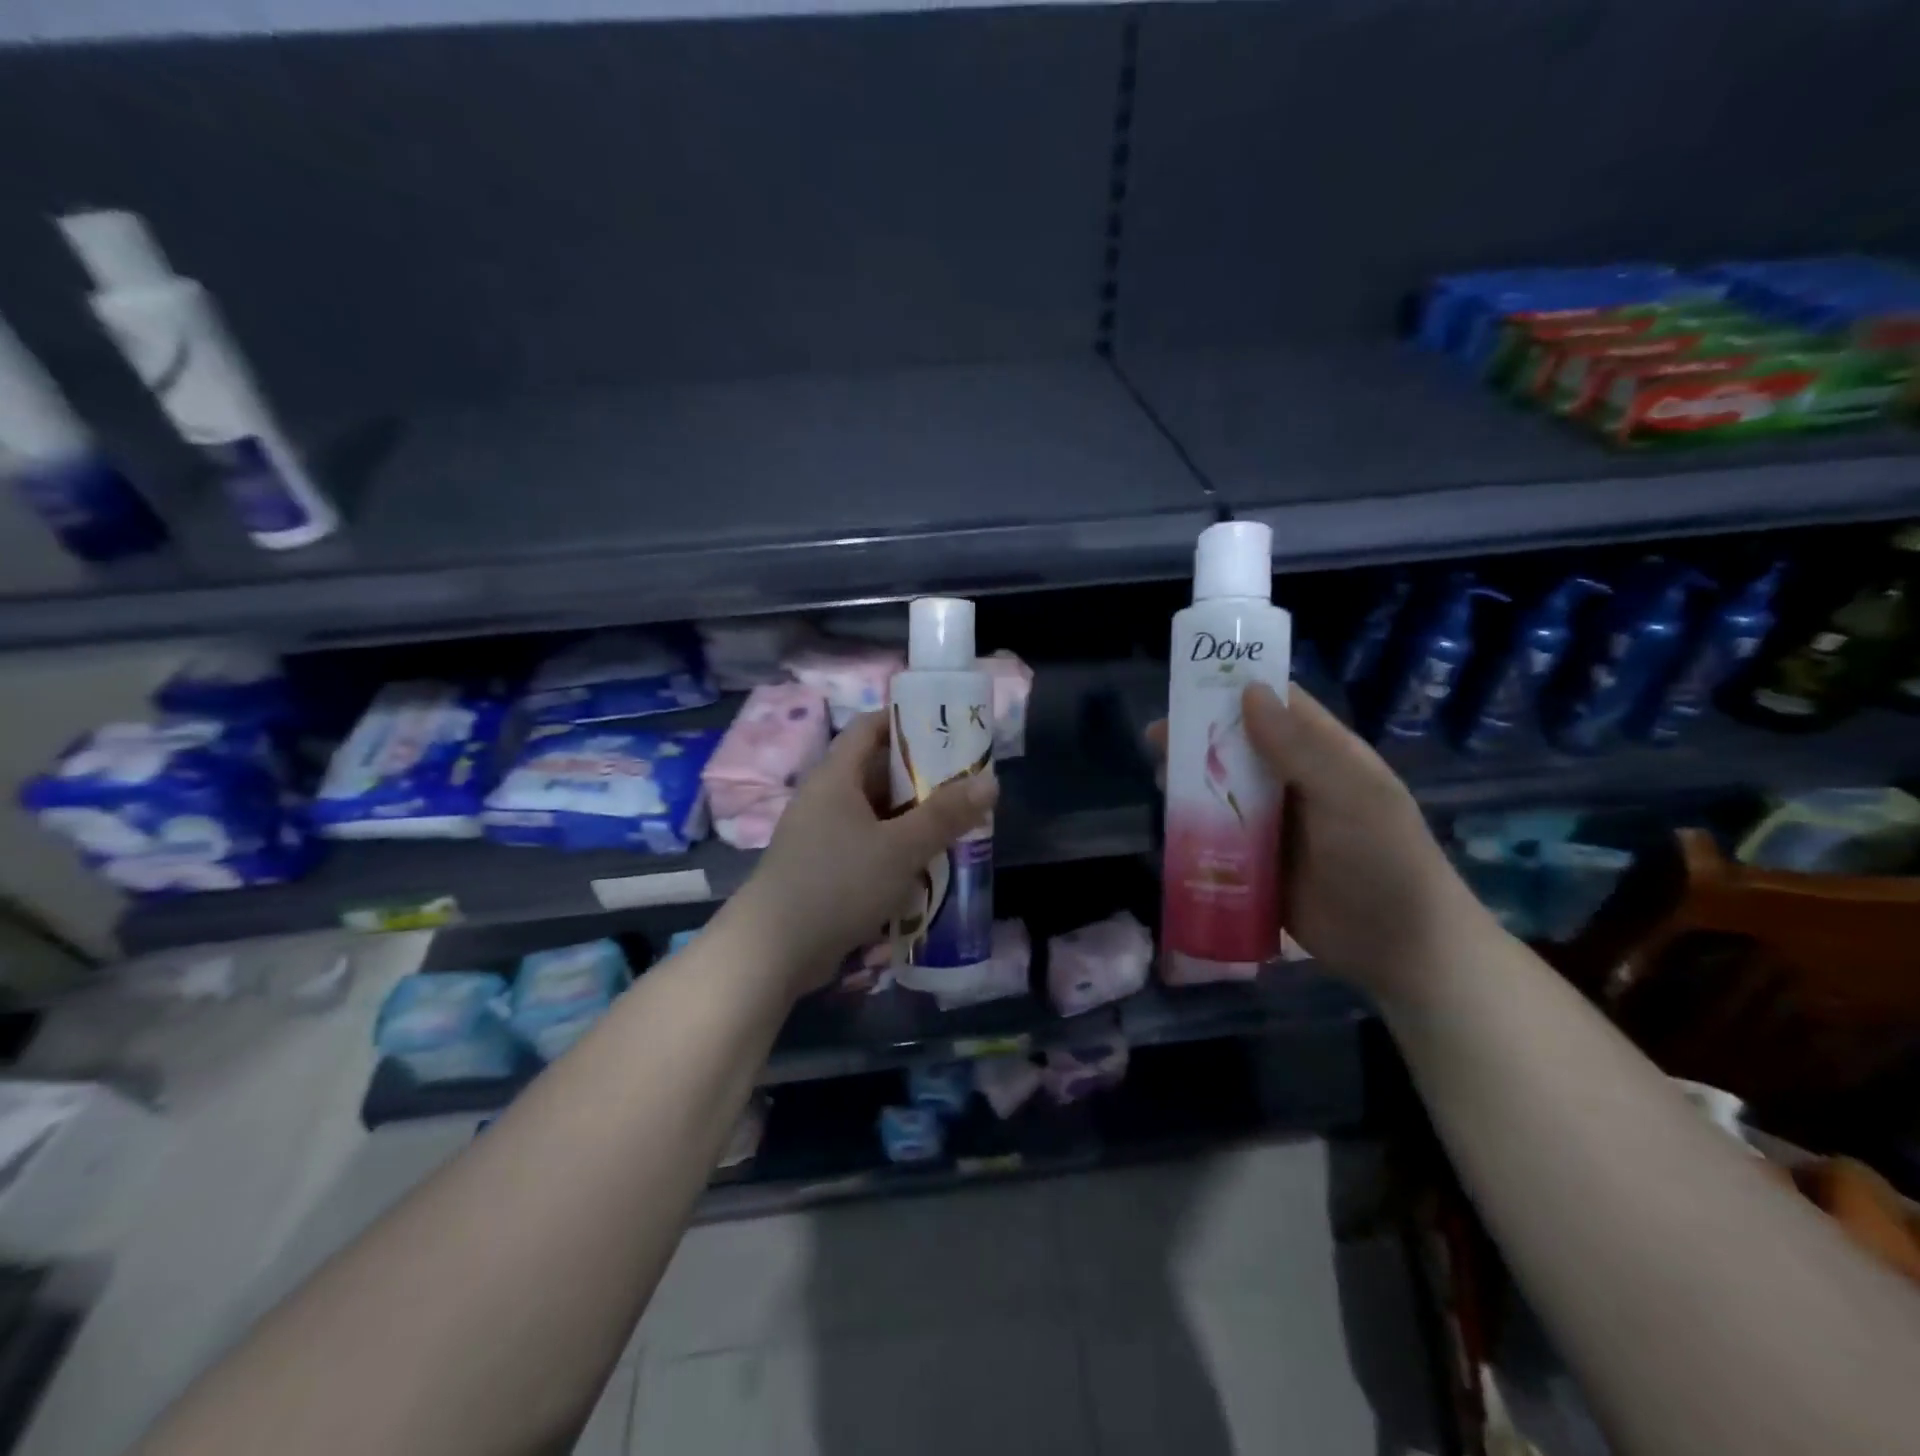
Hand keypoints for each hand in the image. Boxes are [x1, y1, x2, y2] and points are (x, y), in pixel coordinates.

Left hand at [728, 711, 997, 995]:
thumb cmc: (838, 884)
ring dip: (911, 817)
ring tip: (955, 825)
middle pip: (877, 770)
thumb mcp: (901, 848)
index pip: (870, 726)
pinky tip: (923, 866)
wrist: (772, 951)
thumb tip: (991, 781)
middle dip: (922, 776)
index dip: (907, 720)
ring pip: (875, 812)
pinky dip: (894, 847)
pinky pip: (865, 844)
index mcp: (836, 776)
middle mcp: (825, 797)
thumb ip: (946, 815)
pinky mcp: (822, 868)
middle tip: (965, 784)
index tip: (948, 729)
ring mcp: (820, 834)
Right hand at [1150, 683, 1484, 1002]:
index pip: (1278, 706)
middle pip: (1241, 746)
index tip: (1189, 684)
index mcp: (1324, 755)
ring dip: (1191, 780)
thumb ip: (1299, 746)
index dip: (1236, 689)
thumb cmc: (1383, 859)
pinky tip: (1170, 823)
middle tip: (1157, 738)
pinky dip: (1195, 824)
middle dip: (1199, 737)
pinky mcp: (1257, 861)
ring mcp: (1275, 823)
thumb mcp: (1350, 795)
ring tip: (1158, 778)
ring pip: (1224, 788)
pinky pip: (1220, 833)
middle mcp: (1295, 781)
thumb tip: (1247, 691)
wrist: (1400, 949)